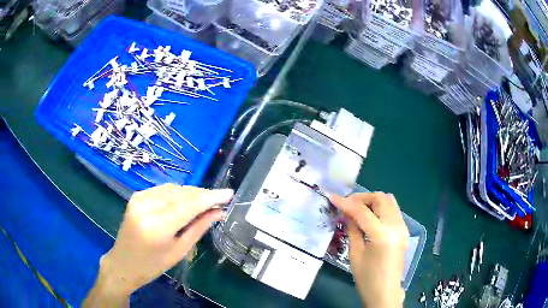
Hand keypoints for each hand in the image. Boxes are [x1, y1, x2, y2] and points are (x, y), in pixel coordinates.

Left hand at [83, 184, 232, 306]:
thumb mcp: (179, 251)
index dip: (211, 197)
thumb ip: (198, 228)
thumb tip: (218, 212)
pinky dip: (177, 193)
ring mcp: (139, 198)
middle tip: (219, 200)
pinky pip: (162, 190)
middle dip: (202, 195)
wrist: (124, 262)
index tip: (229, 193)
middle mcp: (146, 207)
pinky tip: (184, 202)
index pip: (189, 205)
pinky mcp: (136, 196)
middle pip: (181, 193)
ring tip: (204, 203)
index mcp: (157, 227)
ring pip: (173, 188)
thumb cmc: (153, 265)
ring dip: (191, 193)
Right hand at [331, 192, 408, 307]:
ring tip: (358, 209)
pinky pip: (393, 210)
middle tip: (348, 205)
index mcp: (383, 235)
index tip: (333, 197)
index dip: (347, 203)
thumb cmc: (367, 278)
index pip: (363, 211)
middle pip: (381, 198)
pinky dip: (380, 208)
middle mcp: (396, 226)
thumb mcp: (355, 254)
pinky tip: (370, 216)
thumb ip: (353, 229)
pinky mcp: (404, 230)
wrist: (385, 291)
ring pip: (389, 201)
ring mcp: (403, 227)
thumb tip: (347, 213)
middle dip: (362, 198)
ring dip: (372, 201)